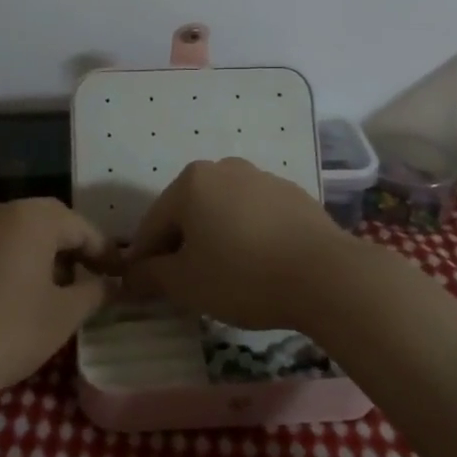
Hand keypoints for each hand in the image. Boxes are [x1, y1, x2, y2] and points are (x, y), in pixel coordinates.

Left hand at [0, 199, 116, 390]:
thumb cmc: (9, 329)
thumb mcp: (63, 315)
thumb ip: (94, 292)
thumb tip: (111, 284)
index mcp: (32, 218)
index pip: (82, 227)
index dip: (106, 252)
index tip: (121, 275)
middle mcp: (0, 212)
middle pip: (49, 222)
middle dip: (73, 248)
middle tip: (92, 276)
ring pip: (19, 233)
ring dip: (43, 253)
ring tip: (57, 287)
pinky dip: (13, 261)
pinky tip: (18, 292)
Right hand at [122, 158, 358, 330]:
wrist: (327, 276)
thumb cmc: (243, 276)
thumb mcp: (186, 283)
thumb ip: (151, 276)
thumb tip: (129, 276)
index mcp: (191, 182)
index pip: (153, 224)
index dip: (144, 259)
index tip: (142, 288)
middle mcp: (224, 168)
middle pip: (188, 212)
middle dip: (180, 246)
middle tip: (183, 284)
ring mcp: (262, 178)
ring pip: (222, 211)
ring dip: (214, 238)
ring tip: (223, 276)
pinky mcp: (293, 194)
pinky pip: (255, 215)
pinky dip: (246, 235)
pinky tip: (257, 265)